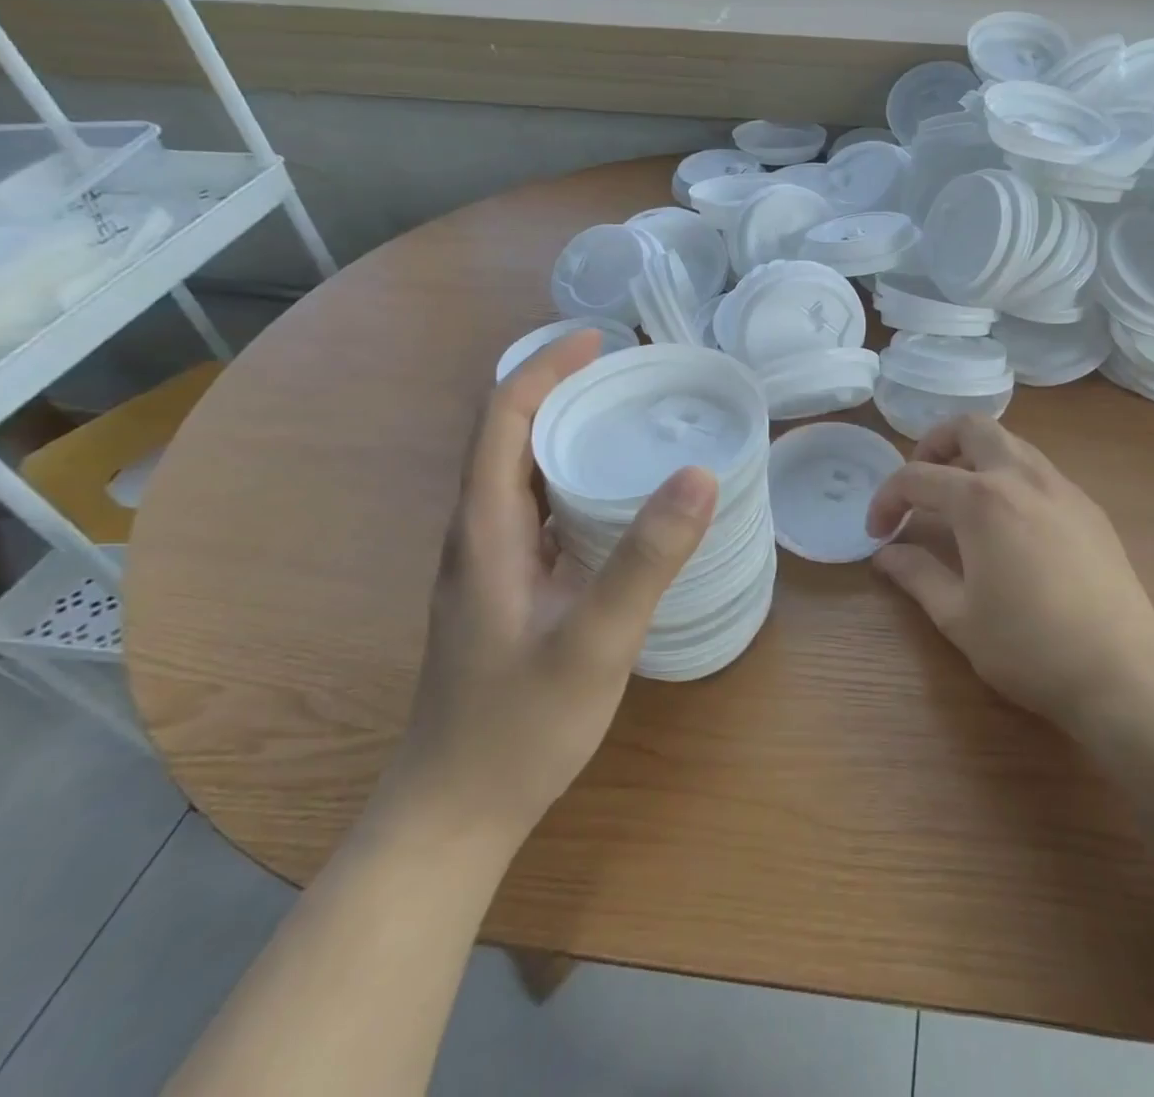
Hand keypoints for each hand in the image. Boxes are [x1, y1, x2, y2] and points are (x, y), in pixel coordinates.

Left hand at [385, 330, 716, 844]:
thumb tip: (699, 472)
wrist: (454, 814)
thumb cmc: (518, 727)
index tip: (600, 340)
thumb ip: (647, 558)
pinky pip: (538, 510)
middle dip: (562, 389)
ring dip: (567, 432)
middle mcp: (478, 534)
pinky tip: (618, 498)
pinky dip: (573, 479)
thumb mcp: (595, 640)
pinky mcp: (508, 589)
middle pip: (510, 436)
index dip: (545, 368)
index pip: (503, 418)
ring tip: (631, 417)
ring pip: (522, 473)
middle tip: (631, 373)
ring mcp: (490, 565)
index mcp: (485, 529)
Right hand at [865, 415, 1153, 733]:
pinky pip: (1039, 470)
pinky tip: (1009, 525)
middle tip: (922, 485)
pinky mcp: (1089, 508)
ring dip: (976, 457)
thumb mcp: (959, 617)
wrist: (1123, 673)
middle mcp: (1022, 477)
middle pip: (972, 427)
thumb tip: (885, 554)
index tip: (877, 532)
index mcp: (982, 500)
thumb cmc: (1029, 648)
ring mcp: (1063, 488)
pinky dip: (1010, 477)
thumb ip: (917, 575)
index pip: (917, 477)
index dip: (887, 500)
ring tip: (961, 502)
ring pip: (1011, 443)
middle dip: (935, 444)